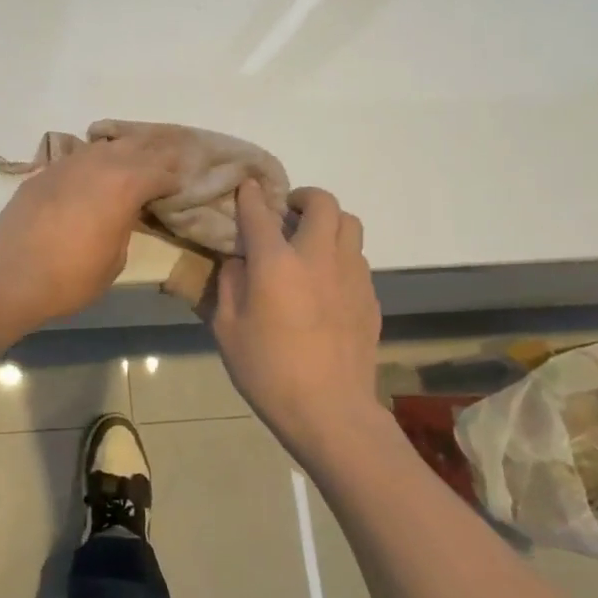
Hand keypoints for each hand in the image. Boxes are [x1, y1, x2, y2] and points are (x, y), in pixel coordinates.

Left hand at [0, 130, 184, 338]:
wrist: (9, 276)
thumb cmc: (70, 278)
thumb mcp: (115, 260)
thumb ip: (126, 226)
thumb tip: (124, 213)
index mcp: (124, 185)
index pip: (160, 170)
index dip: (174, 177)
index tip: (181, 185)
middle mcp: (97, 165)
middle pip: (134, 147)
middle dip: (154, 153)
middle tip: (168, 159)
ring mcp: (66, 165)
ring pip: (103, 147)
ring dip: (122, 151)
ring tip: (133, 159)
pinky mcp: (43, 173)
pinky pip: (76, 158)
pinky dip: (92, 161)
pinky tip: (93, 171)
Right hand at [207, 182, 385, 466]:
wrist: (330, 411)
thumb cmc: (268, 371)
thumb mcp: (227, 328)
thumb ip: (229, 284)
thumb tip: (238, 261)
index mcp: (277, 263)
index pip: (261, 212)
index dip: (251, 194)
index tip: (247, 186)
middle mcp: (318, 257)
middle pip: (322, 203)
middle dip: (303, 196)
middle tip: (287, 210)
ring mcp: (351, 275)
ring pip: (349, 225)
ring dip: (328, 222)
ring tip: (310, 241)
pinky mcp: (370, 297)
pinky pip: (358, 258)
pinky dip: (340, 254)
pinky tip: (326, 280)